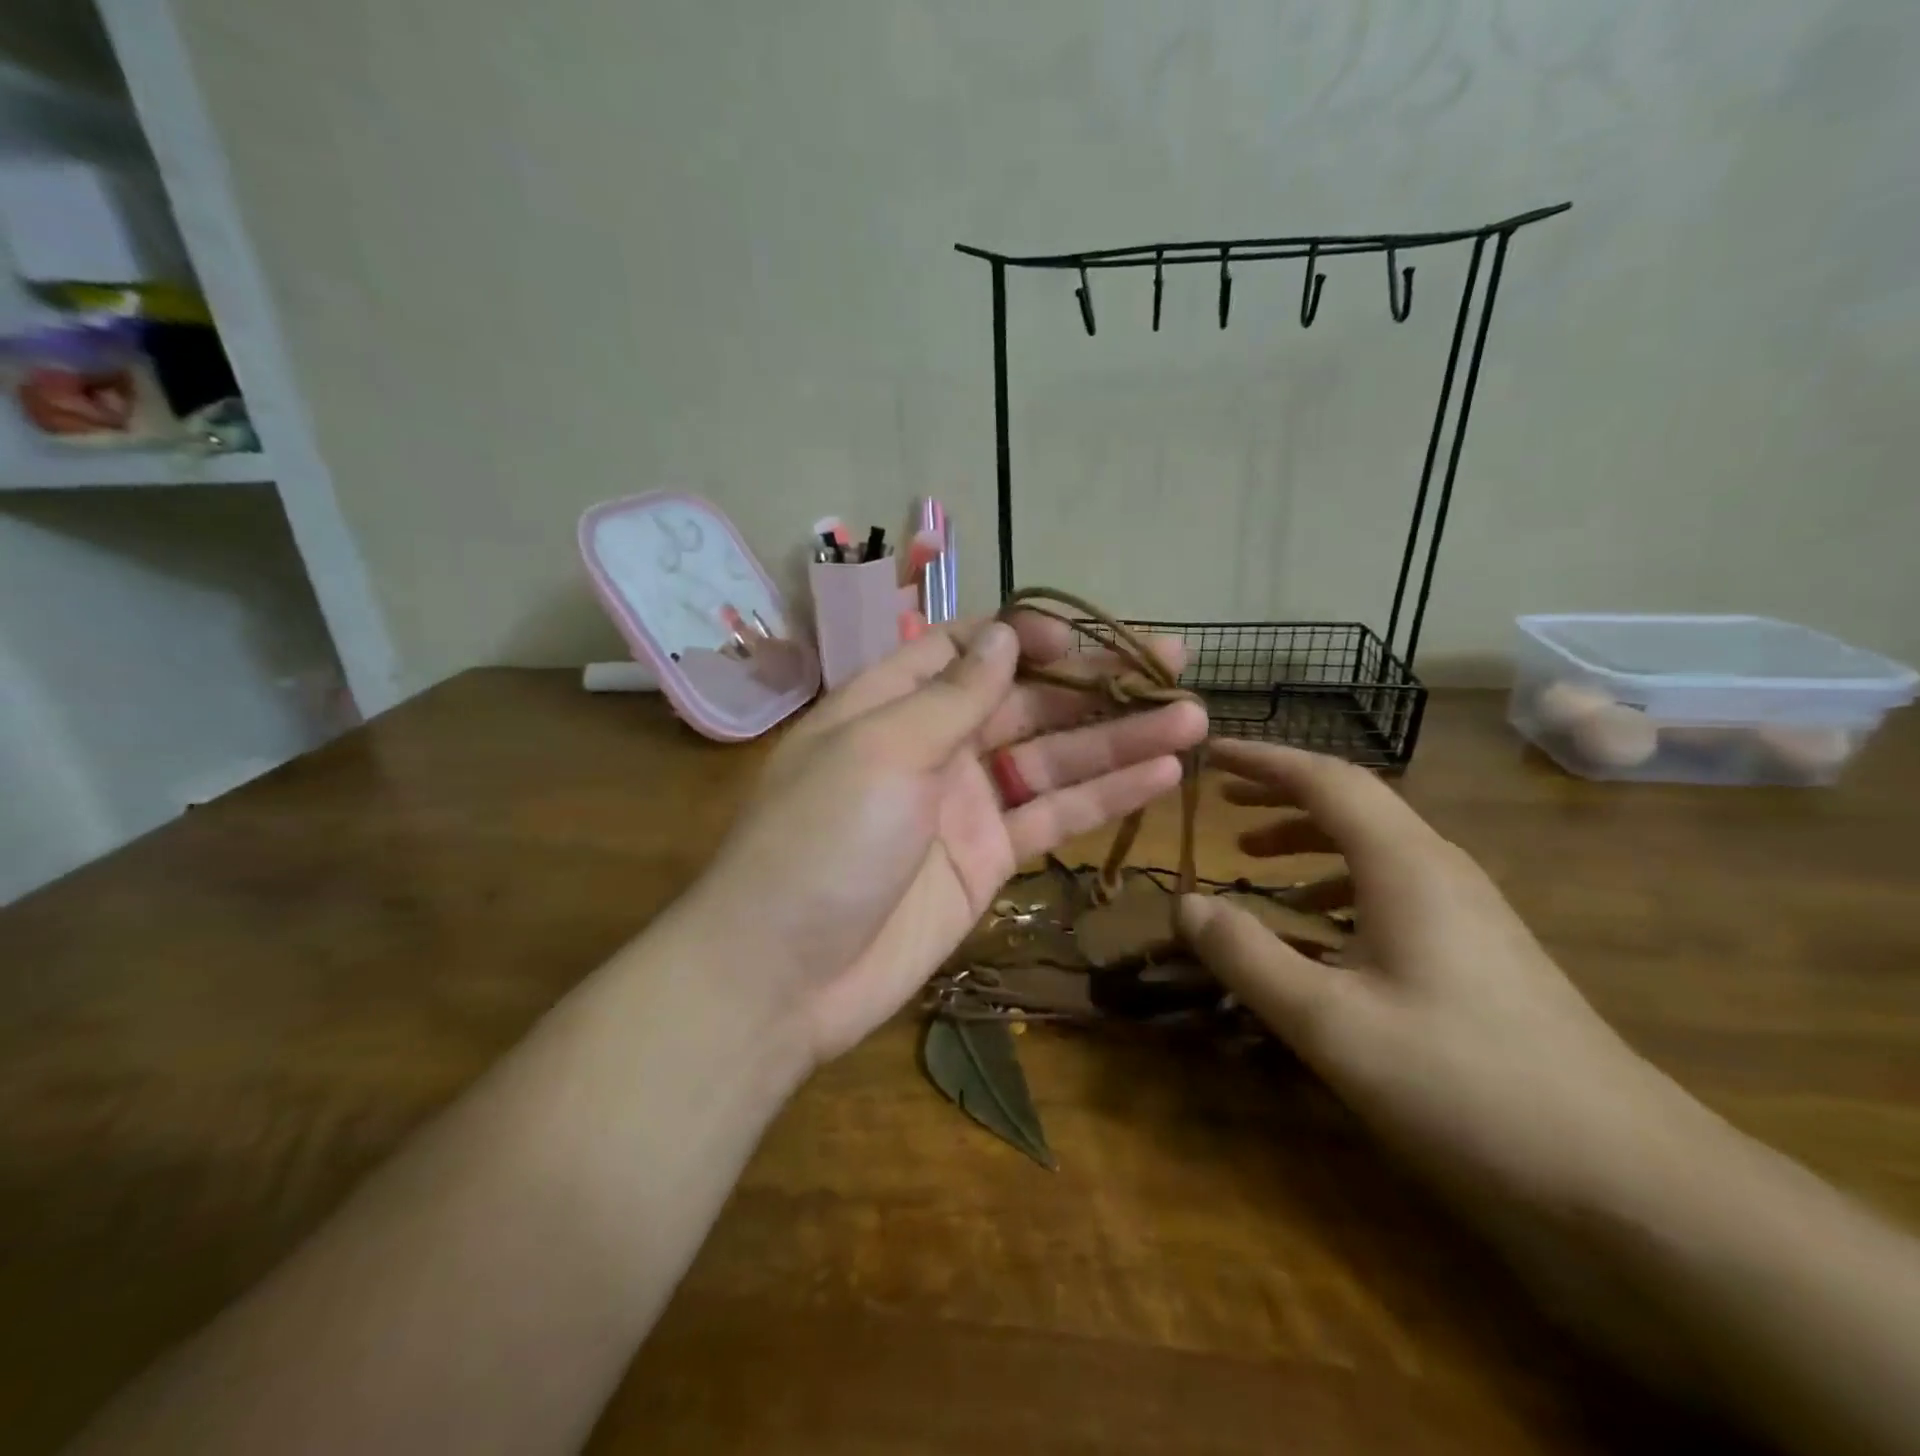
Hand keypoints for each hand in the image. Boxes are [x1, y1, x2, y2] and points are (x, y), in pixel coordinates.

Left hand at [686, 615, 1207, 1065]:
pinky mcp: (988, 861)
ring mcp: (964, 805)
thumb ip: (950, 695)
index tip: (1085, 638)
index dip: (1027, 637)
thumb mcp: (881, 750)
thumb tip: (1004, 637)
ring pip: (1051, 759)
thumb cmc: (820, 842)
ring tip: (1192, 718)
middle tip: (1174, 665)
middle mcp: (932, 747)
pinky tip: (1162, 774)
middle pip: (1024, 701)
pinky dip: (1103, 796)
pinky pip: (1052, 817)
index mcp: (892, 705)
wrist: (783, 976)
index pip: (966, 649)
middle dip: (1094, 683)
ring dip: (1118, 738)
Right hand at [1179, 741, 1696, 1216]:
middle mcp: (1438, 870)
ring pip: (1372, 849)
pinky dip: (1336, 889)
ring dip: (1307, 842)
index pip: (1325, 779)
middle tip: (1223, 805)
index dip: (1262, 761)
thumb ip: (1248, 956)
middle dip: (1280, 795)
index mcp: (1405, 865)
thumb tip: (1184, 904)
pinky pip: (1391, 892)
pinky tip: (1314, 932)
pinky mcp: (1478, 953)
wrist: (1628, 1179)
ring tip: (1253, 862)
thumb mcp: (1330, 1023)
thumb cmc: (1464, 1083)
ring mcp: (1466, 912)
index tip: (1210, 756)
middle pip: (1351, 805)